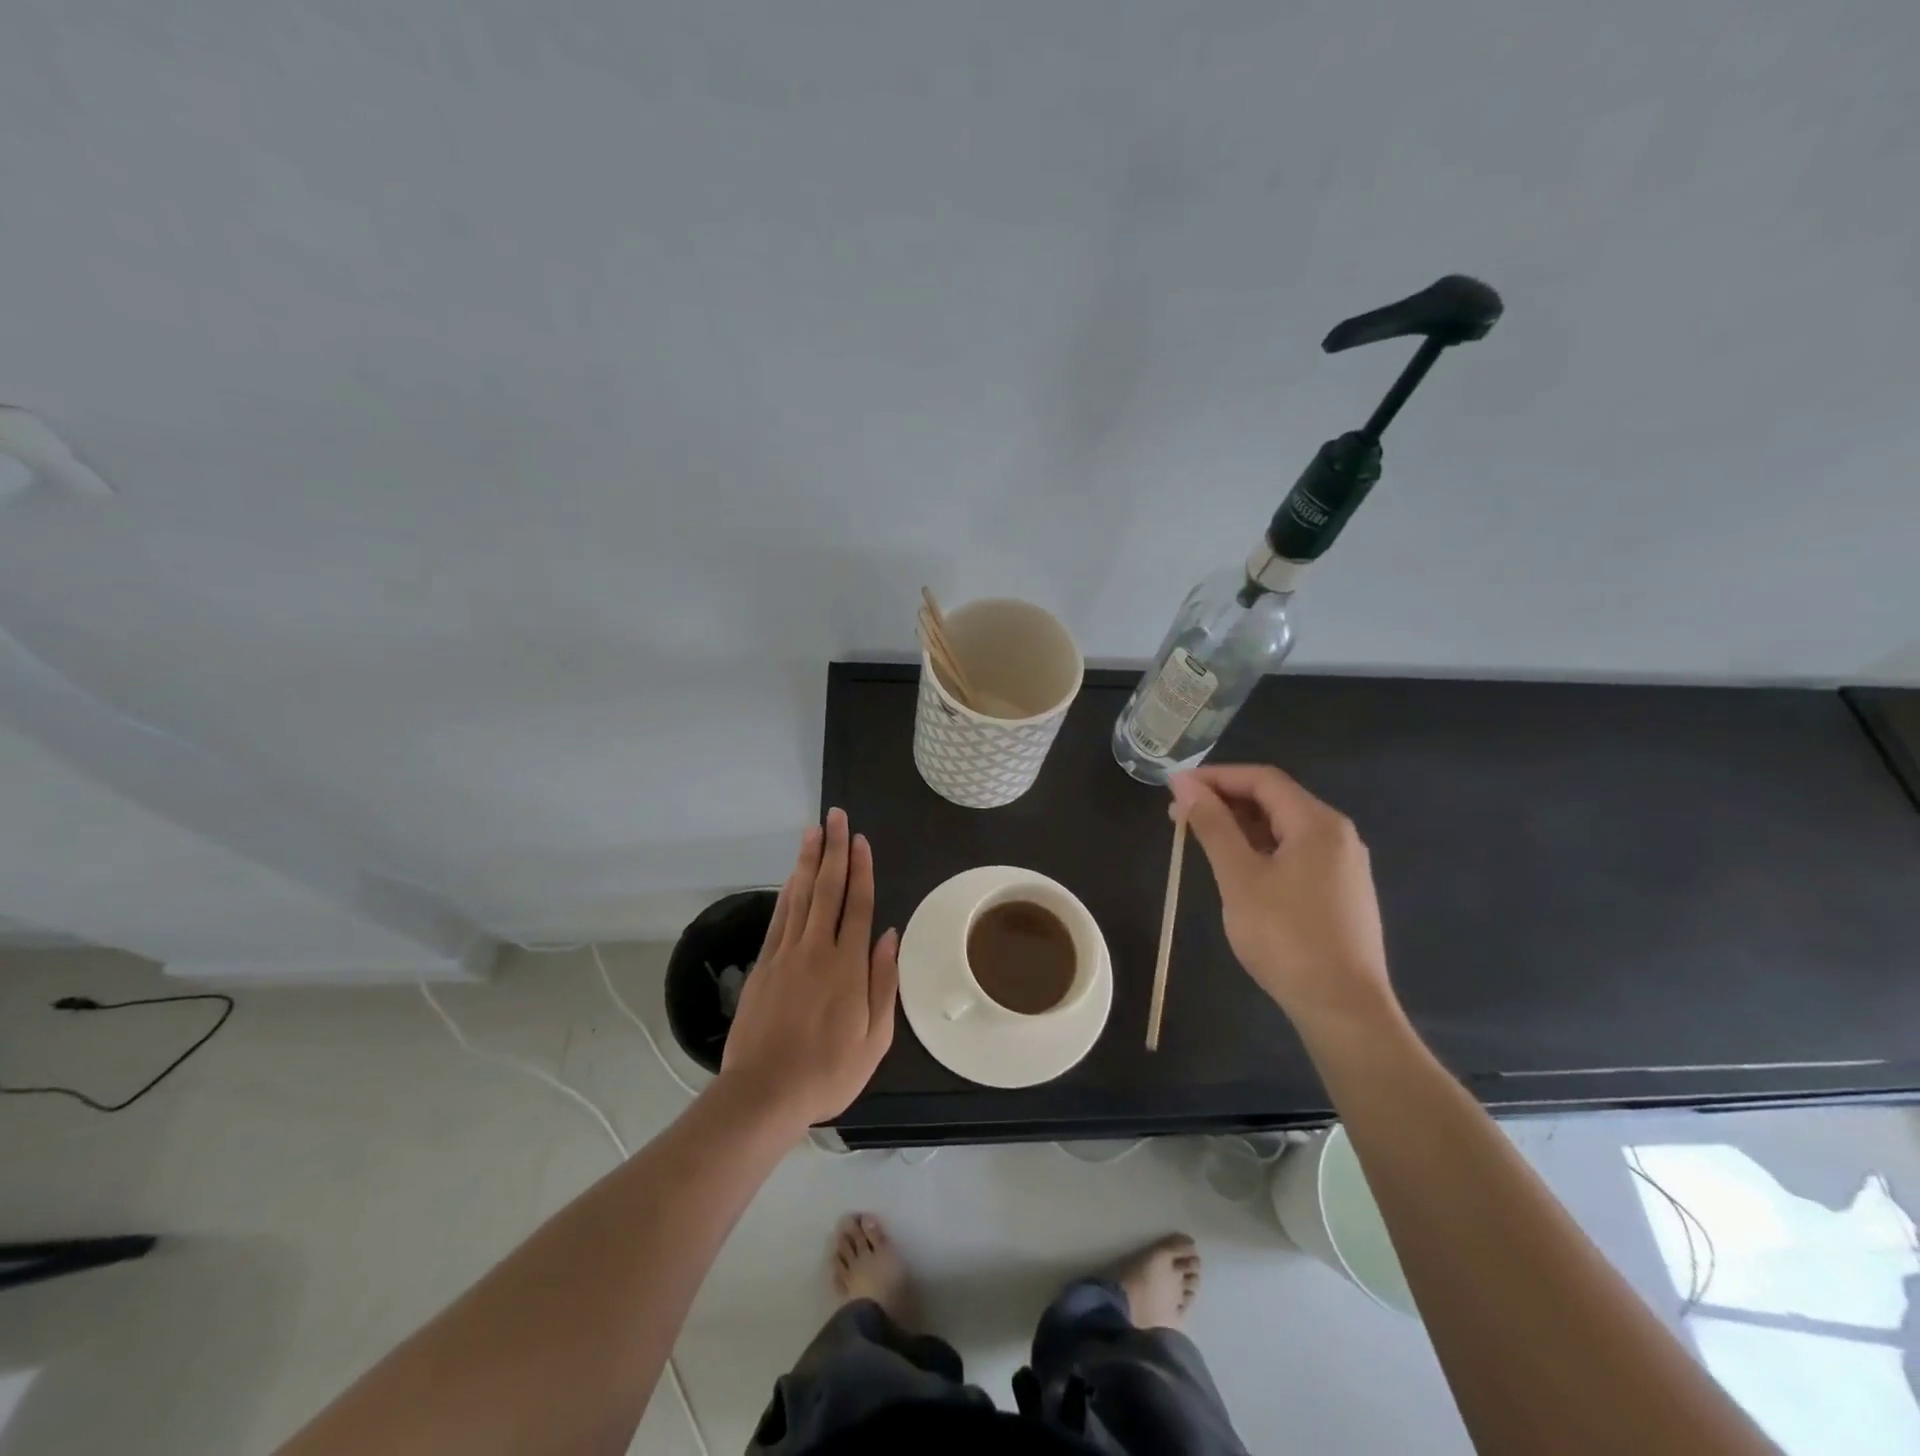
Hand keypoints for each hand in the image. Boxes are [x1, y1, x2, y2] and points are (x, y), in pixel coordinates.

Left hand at [719, 808, 898, 1130]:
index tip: (859, 839)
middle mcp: (817, 949)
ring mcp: (786, 955)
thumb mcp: (875, 1038)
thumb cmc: (828, 1071)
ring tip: (813, 831)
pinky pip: (779, 918)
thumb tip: (890, 936)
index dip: (860, 869)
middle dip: (833, 850)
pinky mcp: (764, 965)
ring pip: (801, 896)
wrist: (764, 1094)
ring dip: (808, 861)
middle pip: (828, 889)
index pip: (858, 905)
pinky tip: (793, 875)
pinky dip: (787, 892)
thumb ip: (883, 983)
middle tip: (835, 817)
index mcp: (848, 966)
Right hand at [1170, 764, 1398, 1038]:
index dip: (1216, 776)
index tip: (1175, 787)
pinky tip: (1236, 867)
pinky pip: (1295, 853)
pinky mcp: (1340, 892)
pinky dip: (1260, 849)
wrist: (1343, 1008)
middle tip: (1178, 814)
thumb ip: (1213, 826)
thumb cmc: (1286, 937)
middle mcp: (1337, 834)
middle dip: (1225, 801)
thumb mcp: (1239, 877)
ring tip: (1199, 838)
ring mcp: (1343, 865)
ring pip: (1284, 829)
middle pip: (1275, 800)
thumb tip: (1185, 785)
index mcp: (1318, 823)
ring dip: (1240, 826)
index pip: (1262, 779)